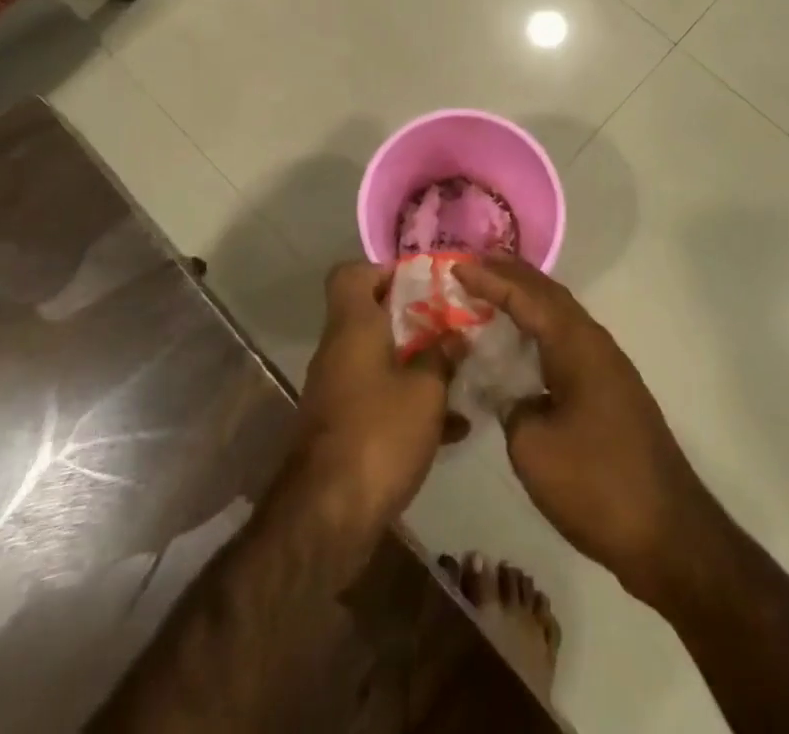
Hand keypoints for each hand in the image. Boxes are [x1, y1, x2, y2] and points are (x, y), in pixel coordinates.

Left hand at [292, 263, 464, 535]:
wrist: (327, 516)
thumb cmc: (378, 433)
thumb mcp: (425, 391)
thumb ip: (442, 357)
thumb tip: (455, 336)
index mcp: (352, 326)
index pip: (351, 274)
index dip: (384, 271)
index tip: (423, 284)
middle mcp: (339, 350)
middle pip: (372, 317)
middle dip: (415, 321)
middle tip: (453, 328)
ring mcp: (338, 390)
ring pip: (380, 360)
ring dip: (417, 364)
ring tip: (461, 375)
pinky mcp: (344, 427)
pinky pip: (380, 399)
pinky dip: (410, 404)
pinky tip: (452, 427)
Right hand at [453, 257, 719, 606]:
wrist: (671, 537)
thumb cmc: (597, 485)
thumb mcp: (533, 447)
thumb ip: (510, 405)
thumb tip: (511, 393)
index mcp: (576, 345)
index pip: (526, 297)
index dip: (490, 279)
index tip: (457, 266)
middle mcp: (595, 344)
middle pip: (548, 295)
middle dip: (511, 276)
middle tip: (473, 265)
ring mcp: (608, 367)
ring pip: (561, 317)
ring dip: (527, 300)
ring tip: (492, 292)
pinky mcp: (611, 392)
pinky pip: (567, 341)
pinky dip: (540, 329)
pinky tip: (523, 344)